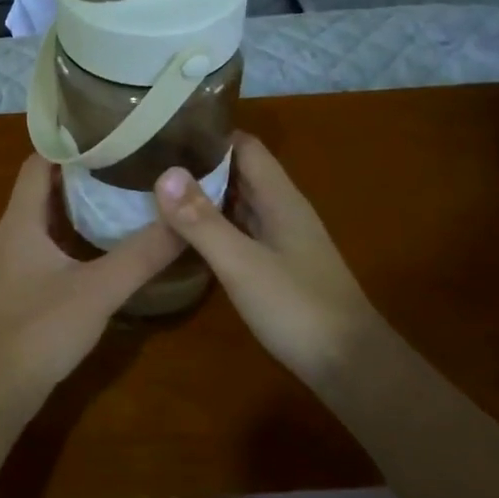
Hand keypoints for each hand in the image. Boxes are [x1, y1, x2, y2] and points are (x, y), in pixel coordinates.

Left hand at [0, 156, 182, 404]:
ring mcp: (5, 266)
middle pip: (40, 190)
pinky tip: (95, 252)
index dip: (68, 145)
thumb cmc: (38, 331)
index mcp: (19, 222)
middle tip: (124, 165)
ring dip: (72, 209)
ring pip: (39, 222)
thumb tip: (183, 218)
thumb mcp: (98, 290)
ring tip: (116, 200)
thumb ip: (143, 255)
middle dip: (79, 176)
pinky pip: (39, 249)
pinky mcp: (11, 291)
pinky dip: (66, 239)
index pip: (37, 163)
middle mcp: (6, 236)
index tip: (108, 135)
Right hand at [154, 133, 379, 389]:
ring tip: (156, 191)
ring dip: (204, 196)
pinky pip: (239, 232)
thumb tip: (164, 173)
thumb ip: (202, 221)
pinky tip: (184, 235)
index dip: (209, 136)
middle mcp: (282, 211)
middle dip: (199, 165)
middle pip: (240, 173)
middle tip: (149, 161)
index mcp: (280, 199)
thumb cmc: (297, 307)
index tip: (166, 132)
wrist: (349, 366)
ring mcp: (281, 240)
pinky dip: (213, 226)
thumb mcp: (241, 263)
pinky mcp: (277, 266)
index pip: (245, 147)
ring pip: (238, 204)